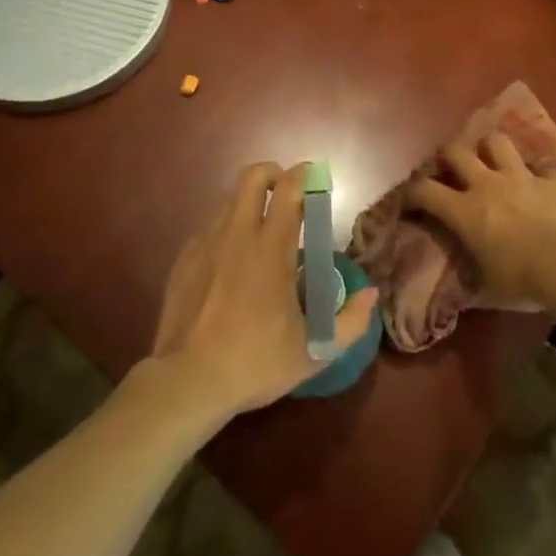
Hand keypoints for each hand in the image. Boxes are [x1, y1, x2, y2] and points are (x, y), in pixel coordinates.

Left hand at [150, 162, 378, 417]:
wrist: (187, 382)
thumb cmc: (255, 363)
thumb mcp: (315, 353)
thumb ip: (351, 322)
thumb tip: (371, 294)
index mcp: (272, 249)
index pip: (290, 190)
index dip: (305, 175)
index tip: (317, 178)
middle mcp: (237, 235)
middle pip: (252, 177)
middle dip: (274, 173)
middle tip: (289, 194)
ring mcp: (205, 244)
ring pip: (228, 199)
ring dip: (249, 202)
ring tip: (261, 230)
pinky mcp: (183, 259)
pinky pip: (208, 227)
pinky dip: (225, 230)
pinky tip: (231, 261)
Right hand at [405, 131, 555, 309]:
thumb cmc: (524, 280)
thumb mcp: (489, 288)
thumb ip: (472, 278)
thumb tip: (460, 291)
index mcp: (464, 211)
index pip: (424, 191)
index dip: (410, 192)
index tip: (407, 199)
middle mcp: (486, 184)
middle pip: (456, 151)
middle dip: (447, 155)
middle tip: (449, 166)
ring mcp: (520, 177)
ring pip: (496, 142)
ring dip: (490, 147)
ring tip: (491, 157)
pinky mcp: (550, 179)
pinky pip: (542, 165)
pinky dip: (538, 170)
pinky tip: (539, 179)